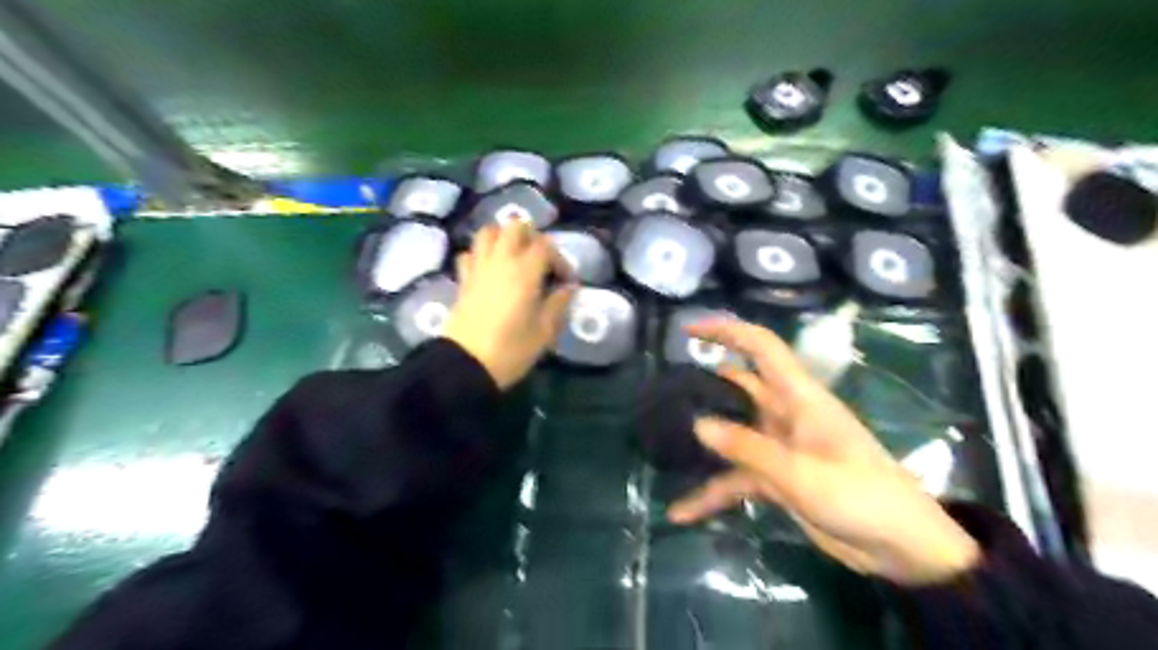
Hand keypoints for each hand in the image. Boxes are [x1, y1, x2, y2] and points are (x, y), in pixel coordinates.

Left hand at [442, 224, 575, 388]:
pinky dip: (481, 254)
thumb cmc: (511, 349)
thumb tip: (568, 288)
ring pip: (488, 232)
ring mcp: (478, 268)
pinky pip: (470, 253)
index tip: (565, 281)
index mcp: (525, 271)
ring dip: (504, 238)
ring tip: (515, 259)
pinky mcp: (463, 280)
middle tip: (540, 261)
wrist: (466, 365)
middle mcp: (501, 261)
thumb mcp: (544, 332)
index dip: (560, 259)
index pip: (545, 246)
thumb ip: (558, 304)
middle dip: (532, 237)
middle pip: (515, 226)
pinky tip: (490, 271)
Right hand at [671, 318, 974, 583]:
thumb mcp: (800, 473)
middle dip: (705, 385)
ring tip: (664, 442)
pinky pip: (736, 479)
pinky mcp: (777, 478)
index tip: (688, 331)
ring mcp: (780, 447)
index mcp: (799, 397)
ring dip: (704, 441)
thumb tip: (698, 423)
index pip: (761, 347)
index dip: (727, 331)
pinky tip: (683, 512)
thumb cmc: (861, 496)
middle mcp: (786, 414)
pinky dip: (712, 493)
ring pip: (732, 433)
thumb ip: (748, 447)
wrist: (902, 549)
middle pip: (739, 387)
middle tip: (665, 390)